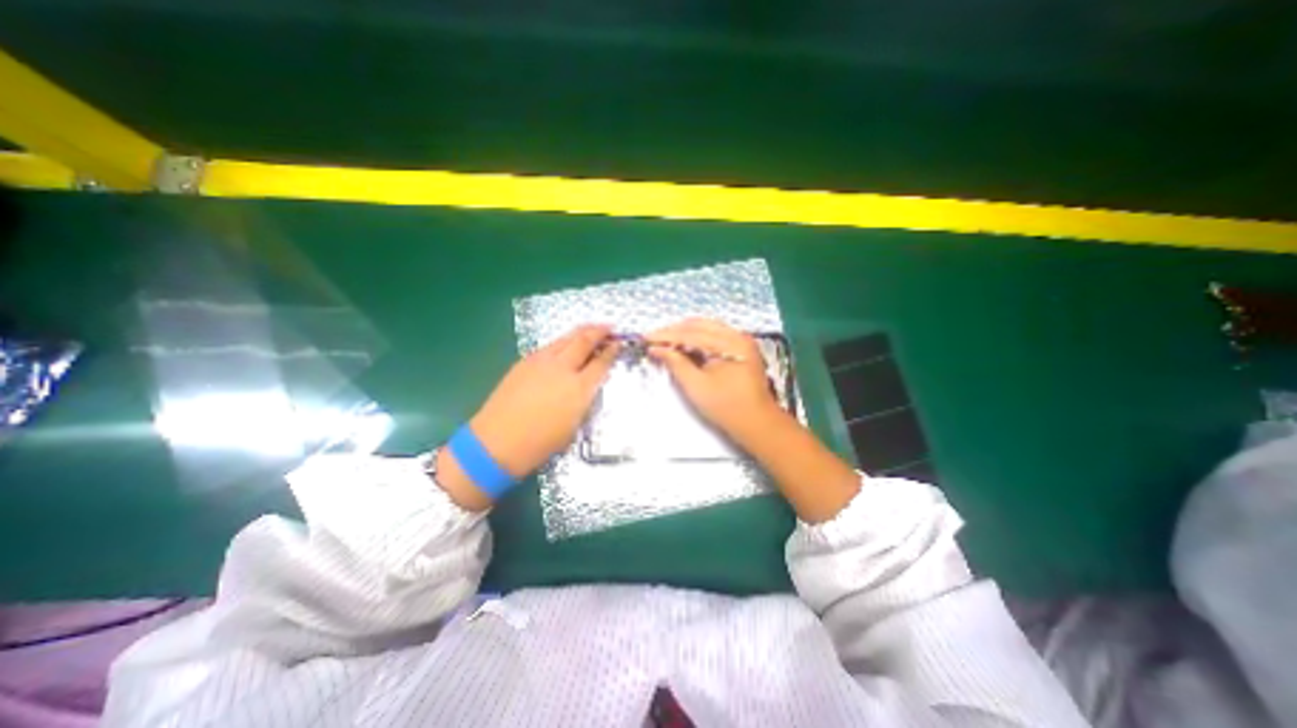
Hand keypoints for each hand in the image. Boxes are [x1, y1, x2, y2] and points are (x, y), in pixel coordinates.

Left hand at [470, 323, 620, 475]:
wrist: (497, 443)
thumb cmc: (540, 443)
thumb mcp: (574, 425)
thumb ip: (584, 399)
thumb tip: (589, 384)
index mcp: (578, 389)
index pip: (601, 362)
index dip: (612, 351)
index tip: (619, 343)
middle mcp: (562, 369)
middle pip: (584, 341)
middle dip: (600, 331)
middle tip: (610, 327)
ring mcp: (541, 362)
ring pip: (565, 338)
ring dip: (581, 331)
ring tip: (591, 328)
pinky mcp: (525, 362)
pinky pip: (549, 345)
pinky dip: (563, 341)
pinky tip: (565, 345)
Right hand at [645, 315, 783, 443]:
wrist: (757, 422)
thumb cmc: (726, 407)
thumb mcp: (696, 386)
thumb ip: (676, 363)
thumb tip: (656, 348)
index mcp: (729, 343)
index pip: (690, 333)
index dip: (666, 335)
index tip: (645, 338)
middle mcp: (737, 335)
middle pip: (699, 325)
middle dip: (674, 330)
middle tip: (653, 338)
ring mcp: (741, 340)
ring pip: (707, 327)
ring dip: (685, 332)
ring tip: (665, 340)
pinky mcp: (741, 348)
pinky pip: (715, 335)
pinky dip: (697, 338)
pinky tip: (684, 344)